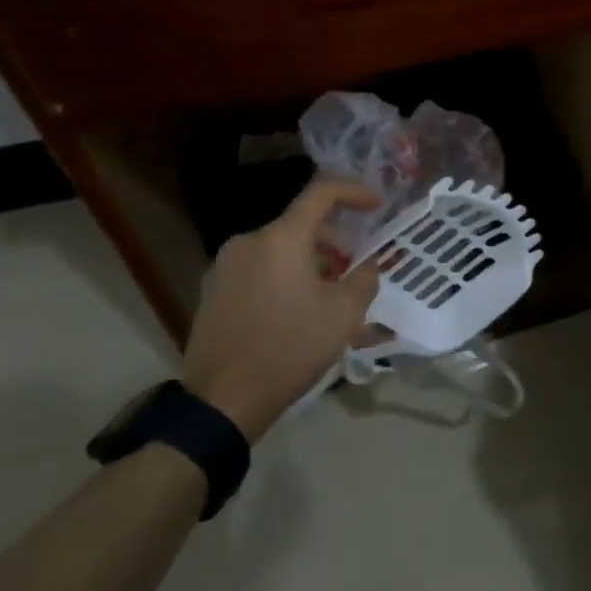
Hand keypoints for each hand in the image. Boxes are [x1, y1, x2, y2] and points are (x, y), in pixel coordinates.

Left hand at [183, 175, 381, 440]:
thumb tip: (367, 265)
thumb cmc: (291, 348)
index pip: (321, 192)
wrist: (223, 400)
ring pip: (279, 248)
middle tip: (355, 267)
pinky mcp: (212, 291)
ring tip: (328, 294)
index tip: (378, 205)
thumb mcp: (344, 314)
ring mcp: (224, 266)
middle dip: (334, 240)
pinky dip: (284, 275)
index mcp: (281, 239)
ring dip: (309, 260)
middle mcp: (247, 242)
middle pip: (300, 224)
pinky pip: (259, 269)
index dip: (354, 191)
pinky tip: (296, 309)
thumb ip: (364, 279)